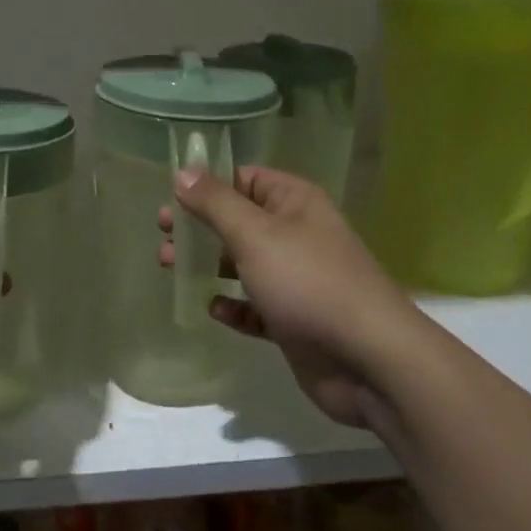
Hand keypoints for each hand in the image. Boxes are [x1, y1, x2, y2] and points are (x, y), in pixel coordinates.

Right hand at [159, 167, 409, 428]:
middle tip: (162, 235)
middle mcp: (296, 234)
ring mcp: (296, 279)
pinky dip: (233, 305)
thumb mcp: (255, 234)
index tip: (169, 196)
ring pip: (242, 263)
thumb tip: (184, 171)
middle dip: (199, 227)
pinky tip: (213, 308)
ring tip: (169, 267)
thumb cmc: (308, 282)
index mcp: (294, 202)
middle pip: (238, 221)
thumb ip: (216, 203)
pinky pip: (254, 306)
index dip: (207, 184)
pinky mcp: (293, 319)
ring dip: (208, 264)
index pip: (244, 178)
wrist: (369, 359)